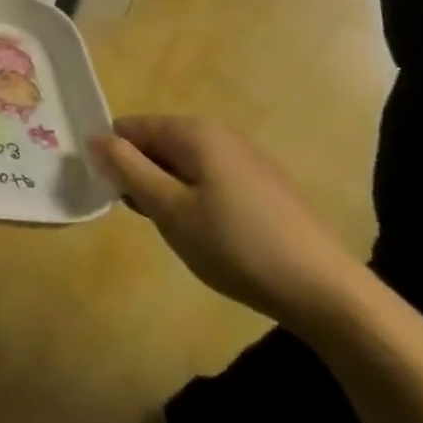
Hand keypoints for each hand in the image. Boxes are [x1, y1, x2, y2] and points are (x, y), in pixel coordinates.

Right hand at [88, 114, 368, 337]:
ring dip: (169, 192)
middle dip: (143, 176)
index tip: (120, 198)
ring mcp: (248, 160)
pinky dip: (198, 200)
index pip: (129, 128)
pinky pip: (211, 180)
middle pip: (157, 144)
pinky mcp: (266, 187)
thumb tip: (93, 138)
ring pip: (183, 165)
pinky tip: (213, 237)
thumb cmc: (237, 246)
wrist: (329, 295)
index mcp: (194, 132)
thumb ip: (126, 169)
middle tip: (151, 219)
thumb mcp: (168, 209)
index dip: (116, 160)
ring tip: (181, 232)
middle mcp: (220, 134)